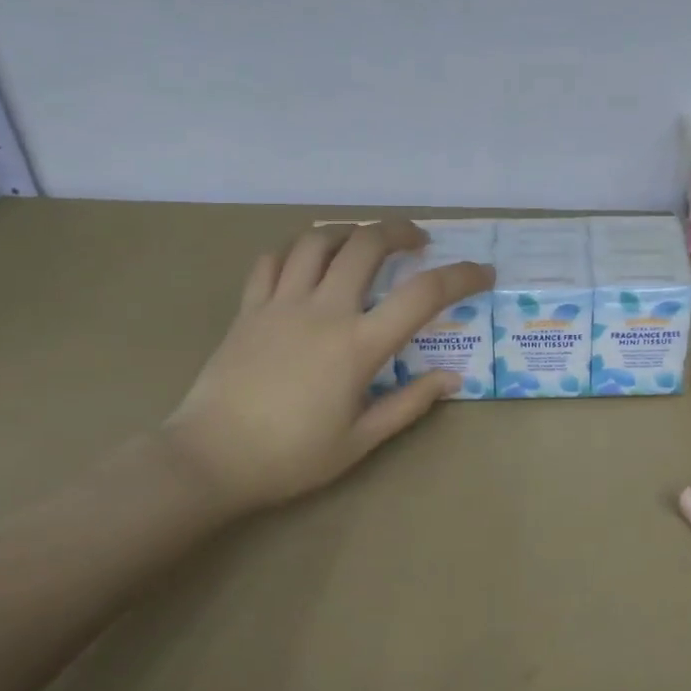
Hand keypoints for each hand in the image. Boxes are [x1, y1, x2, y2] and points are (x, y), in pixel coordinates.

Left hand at [163, 221, 492, 516]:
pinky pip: (273, 260)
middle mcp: (323, 311)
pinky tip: (309, 258)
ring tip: (365, 240)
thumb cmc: (290, 457)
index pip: (423, 295)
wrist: (209, 460)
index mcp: (358, 346)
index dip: (461, 276)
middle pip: (367, 245)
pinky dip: (297, 248)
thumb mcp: (360, 441)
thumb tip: (451, 378)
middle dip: (400, 231)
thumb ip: (409, 404)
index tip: (482, 272)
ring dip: (349, 231)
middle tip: (418, 241)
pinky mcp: (249, 308)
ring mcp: (281, 304)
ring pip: (317, 240)